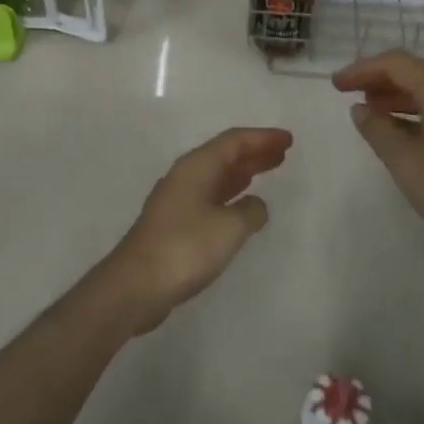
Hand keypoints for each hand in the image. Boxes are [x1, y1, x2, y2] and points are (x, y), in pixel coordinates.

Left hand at [99, 127, 292, 331]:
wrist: (136, 286)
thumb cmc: (185, 248)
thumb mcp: (230, 227)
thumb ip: (251, 211)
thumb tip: (255, 205)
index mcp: (196, 167)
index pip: (234, 141)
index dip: (262, 138)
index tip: (288, 140)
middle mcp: (184, 177)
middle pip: (224, 156)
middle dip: (254, 152)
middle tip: (283, 153)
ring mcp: (177, 201)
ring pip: (217, 176)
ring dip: (243, 172)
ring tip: (268, 169)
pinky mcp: (174, 224)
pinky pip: (210, 197)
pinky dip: (230, 194)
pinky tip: (242, 204)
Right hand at [333, 50, 423, 275]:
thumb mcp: (406, 163)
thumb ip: (378, 129)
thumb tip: (361, 109)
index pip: (397, 64)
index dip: (363, 69)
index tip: (336, 84)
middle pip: (417, 72)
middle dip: (380, 79)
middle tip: (349, 93)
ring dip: (399, 95)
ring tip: (370, 111)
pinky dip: (419, 111)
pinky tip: (401, 129)